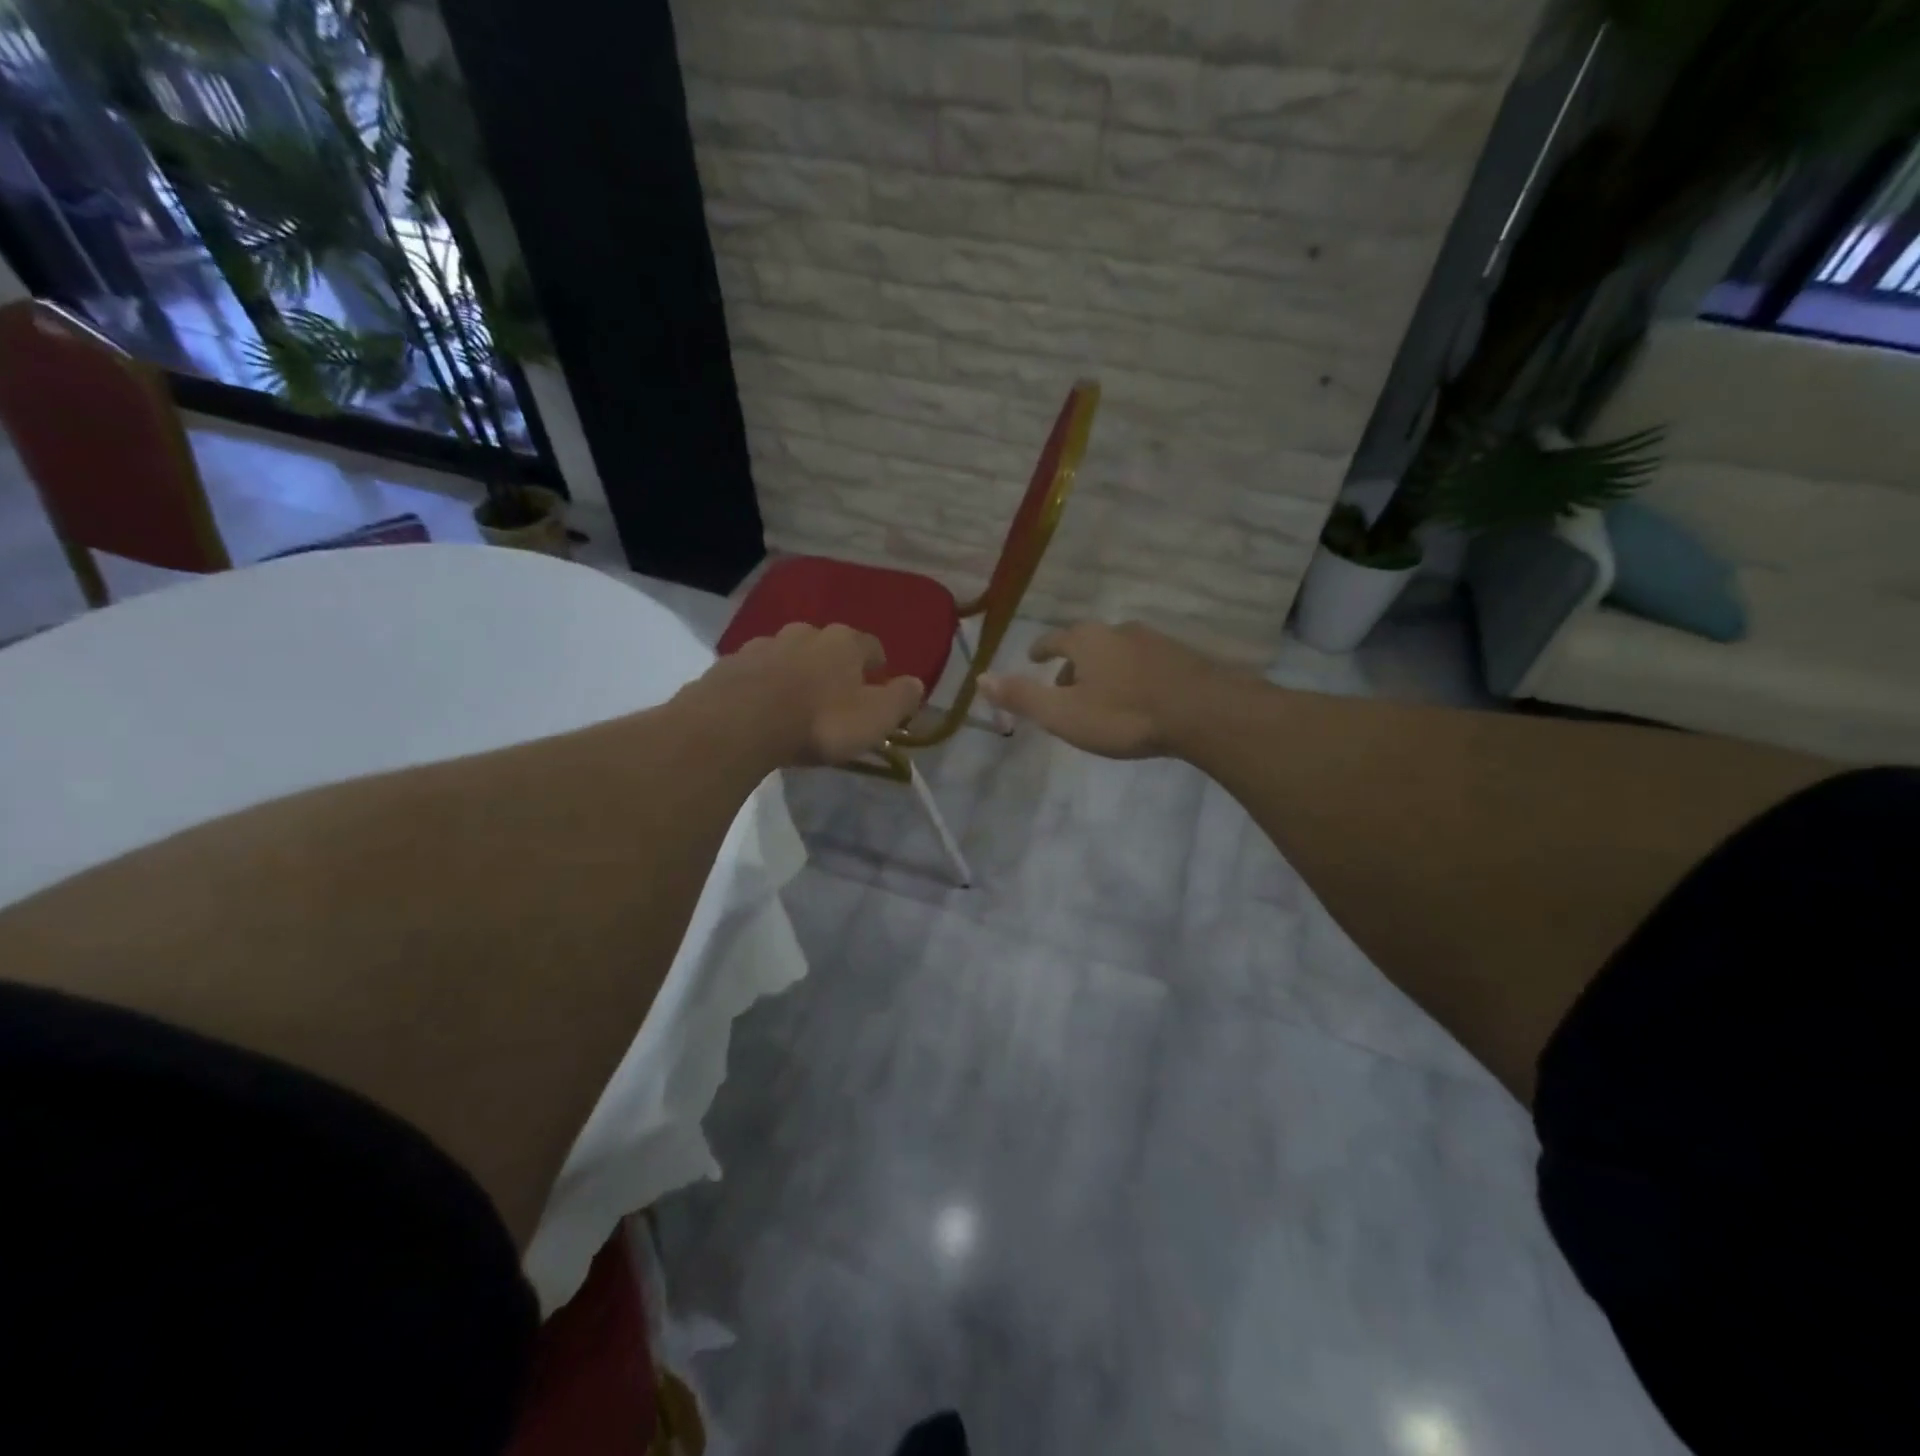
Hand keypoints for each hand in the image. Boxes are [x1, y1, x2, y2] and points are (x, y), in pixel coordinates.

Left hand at [686, 622, 923, 766]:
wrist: (738, 724)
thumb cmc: (819, 722)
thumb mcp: (874, 719)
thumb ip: (900, 699)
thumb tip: (916, 683)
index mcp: (844, 643)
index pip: (872, 646)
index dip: (877, 666)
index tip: (877, 686)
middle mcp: (805, 633)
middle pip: (827, 645)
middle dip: (833, 666)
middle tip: (835, 697)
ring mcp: (764, 644)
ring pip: (788, 654)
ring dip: (796, 672)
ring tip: (795, 703)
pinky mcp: (730, 663)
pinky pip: (755, 671)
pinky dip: (763, 684)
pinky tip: (761, 708)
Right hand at [978, 621, 1227, 759]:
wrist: (1204, 713)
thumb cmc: (1125, 715)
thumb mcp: (1063, 714)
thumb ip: (1021, 697)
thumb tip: (979, 678)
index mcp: (1086, 640)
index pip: (1054, 640)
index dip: (1041, 650)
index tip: (1035, 657)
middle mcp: (1118, 631)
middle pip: (1086, 644)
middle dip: (1072, 663)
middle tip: (1065, 687)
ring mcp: (1153, 641)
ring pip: (1117, 652)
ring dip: (1104, 670)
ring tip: (1101, 696)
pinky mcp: (1181, 656)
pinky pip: (1145, 662)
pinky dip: (1132, 675)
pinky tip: (1139, 697)